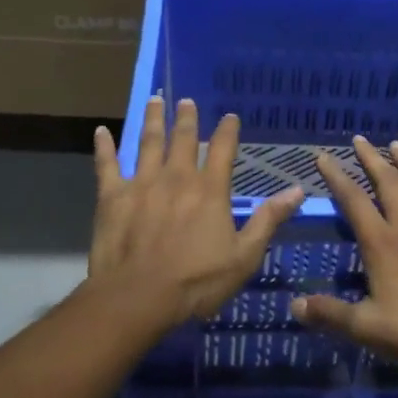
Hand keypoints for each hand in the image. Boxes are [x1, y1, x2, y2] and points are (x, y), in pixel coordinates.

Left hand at [90, 95, 304, 327]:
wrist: (138, 297)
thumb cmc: (196, 282)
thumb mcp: (244, 256)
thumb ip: (268, 220)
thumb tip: (297, 190)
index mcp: (210, 190)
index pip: (223, 150)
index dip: (228, 131)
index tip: (230, 116)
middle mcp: (177, 177)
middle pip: (184, 139)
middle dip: (187, 118)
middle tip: (186, 101)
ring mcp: (141, 183)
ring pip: (148, 142)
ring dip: (153, 120)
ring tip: (156, 101)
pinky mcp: (112, 196)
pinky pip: (107, 164)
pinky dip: (104, 147)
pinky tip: (101, 131)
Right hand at [292, 136, 397, 376]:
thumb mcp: (368, 329)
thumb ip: (330, 314)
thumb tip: (294, 305)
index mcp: (383, 244)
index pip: (353, 201)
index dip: (336, 177)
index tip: (323, 156)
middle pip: (388, 183)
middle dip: (371, 159)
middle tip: (360, 140)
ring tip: (397, 145)